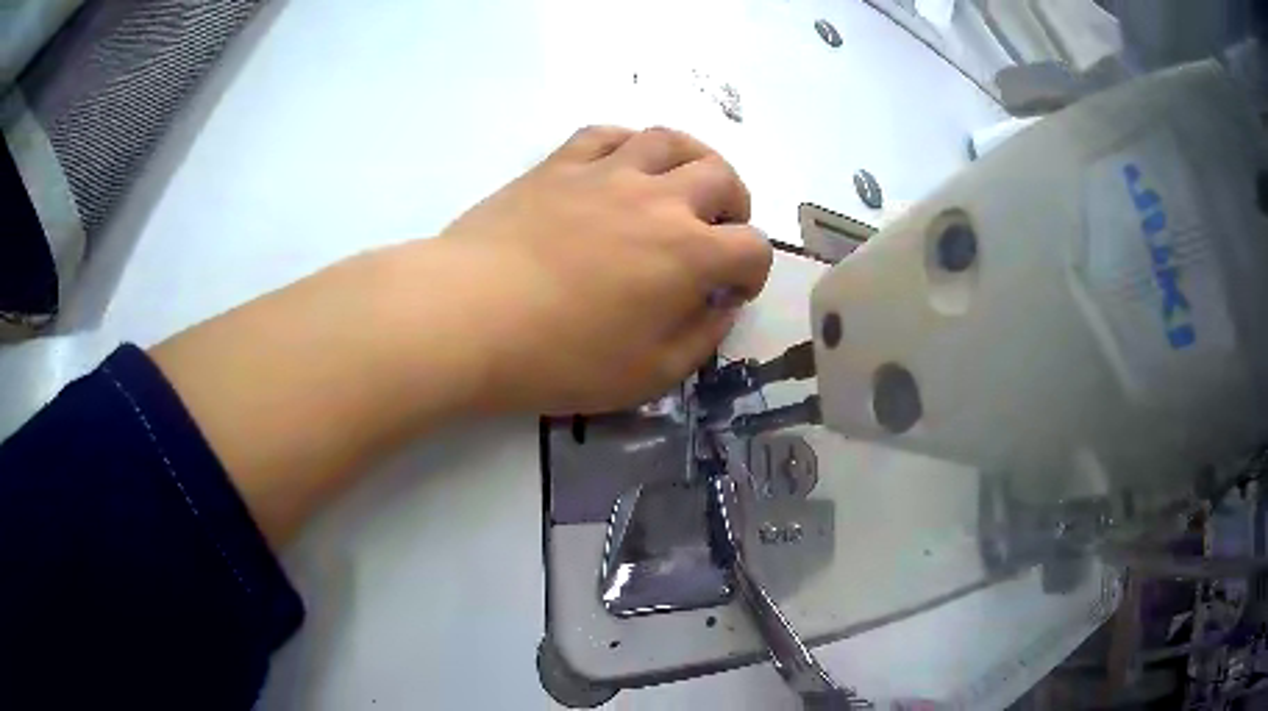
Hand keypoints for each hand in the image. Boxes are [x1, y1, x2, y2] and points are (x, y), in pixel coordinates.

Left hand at [435, 125, 771, 413]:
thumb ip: (699, 339)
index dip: (754, 270)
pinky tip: (624, 163)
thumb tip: (721, 307)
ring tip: (683, 181)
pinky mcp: (559, 165)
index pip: (751, 247)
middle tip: (717, 228)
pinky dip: (628, 144)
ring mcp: (606, 173)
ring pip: (670, 140)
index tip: (733, 289)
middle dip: (734, 204)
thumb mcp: (647, 375)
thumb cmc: (558, 357)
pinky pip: (606, 133)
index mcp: (688, 253)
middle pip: (722, 177)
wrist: (467, 316)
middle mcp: (658, 199)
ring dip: (692, 158)